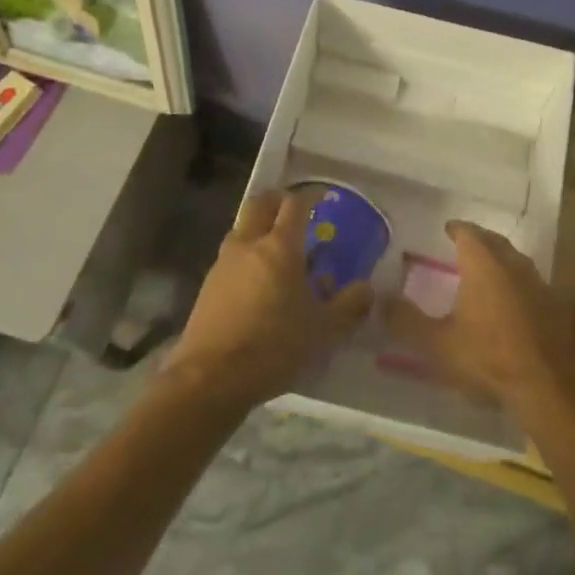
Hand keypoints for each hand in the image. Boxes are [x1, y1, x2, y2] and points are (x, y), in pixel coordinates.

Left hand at [165, 190, 371, 408]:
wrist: (209, 379)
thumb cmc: (273, 346)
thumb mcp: (324, 331)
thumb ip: (349, 307)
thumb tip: (367, 289)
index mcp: (280, 246)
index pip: (295, 204)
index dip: (311, 196)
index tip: (324, 198)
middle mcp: (249, 245)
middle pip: (261, 204)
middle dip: (279, 200)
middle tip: (296, 210)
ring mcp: (223, 264)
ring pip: (242, 228)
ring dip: (259, 227)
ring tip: (278, 248)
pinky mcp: (207, 287)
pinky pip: (231, 257)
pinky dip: (246, 256)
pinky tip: (257, 282)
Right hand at [385, 220, 574, 429]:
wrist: (550, 385)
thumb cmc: (489, 358)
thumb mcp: (438, 344)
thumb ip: (406, 321)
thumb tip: (378, 299)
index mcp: (484, 263)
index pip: (468, 233)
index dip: (456, 229)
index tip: (447, 229)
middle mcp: (513, 264)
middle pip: (494, 242)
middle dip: (479, 240)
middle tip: (464, 245)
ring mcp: (538, 283)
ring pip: (515, 261)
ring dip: (500, 261)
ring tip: (486, 271)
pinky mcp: (555, 306)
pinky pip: (530, 283)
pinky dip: (516, 283)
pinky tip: (511, 301)